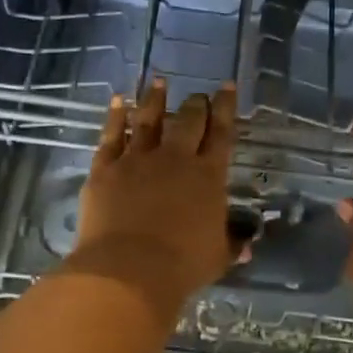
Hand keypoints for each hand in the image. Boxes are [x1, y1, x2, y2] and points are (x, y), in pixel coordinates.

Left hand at [70, 80, 241, 316]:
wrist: (128, 270)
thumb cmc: (181, 266)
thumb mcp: (217, 258)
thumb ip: (232, 245)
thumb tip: (247, 244)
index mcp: (207, 176)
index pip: (221, 133)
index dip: (226, 108)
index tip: (228, 87)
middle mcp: (175, 159)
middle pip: (188, 121)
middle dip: (196, 104)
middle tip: (198, 96)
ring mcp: (137, 160)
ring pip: (148, 119)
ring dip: (155, 99)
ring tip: (159, 82)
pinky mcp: (105, 168)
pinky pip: (111, 135)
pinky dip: (115, 116)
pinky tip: (117, 101)